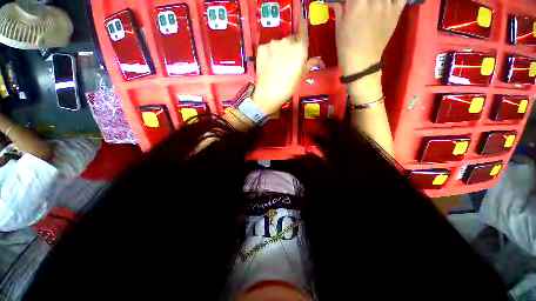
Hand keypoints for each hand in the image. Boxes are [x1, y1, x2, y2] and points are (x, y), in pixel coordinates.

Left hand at [253, 19, 321, 114]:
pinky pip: (267, 49)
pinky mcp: (261, 48)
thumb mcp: (301, 76)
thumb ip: (309, 64)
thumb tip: (317, 59)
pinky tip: (268, 65)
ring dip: (279, 51)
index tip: (302, 24)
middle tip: (288, 62)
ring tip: (276, 66)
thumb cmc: (288, 87)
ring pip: (278, 44)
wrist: (268, 93)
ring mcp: (273, 43)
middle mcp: (287, 41)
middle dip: (290, 48)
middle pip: (290, 40)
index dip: (303, 27)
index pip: (303, 31)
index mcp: (300, 48)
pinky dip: (268, 54)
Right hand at [331, 0, 404, 75]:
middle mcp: (374, 0)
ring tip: (372, 4)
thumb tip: (336, 0)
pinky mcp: (396, 12)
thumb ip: (339, 9)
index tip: (351, 1)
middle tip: (362, 3)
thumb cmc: (346, 47)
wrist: (362, 63)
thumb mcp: (339, 28)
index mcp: (357, 4)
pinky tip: (388, 1)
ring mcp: (387, 5)